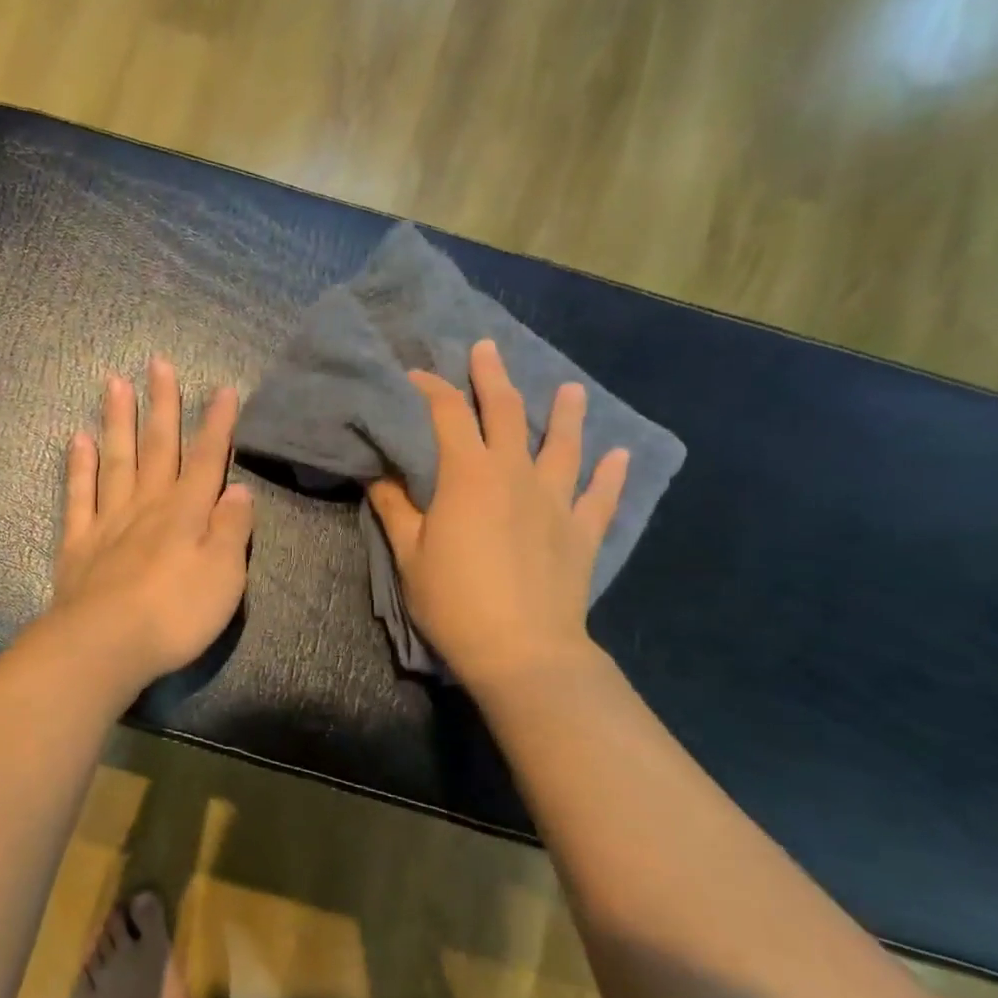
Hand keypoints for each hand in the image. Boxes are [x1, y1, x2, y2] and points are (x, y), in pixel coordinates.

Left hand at [47, 357, 254, 695]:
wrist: (105, 645)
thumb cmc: (175, 615)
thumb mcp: (224, 576)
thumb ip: (231, 529)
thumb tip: (239, 489)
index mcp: (186, 513)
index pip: (207, 459)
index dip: (217, 424)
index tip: (223, 389)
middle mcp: (148, 506)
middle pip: (158, 447)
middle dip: (162, 405)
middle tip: (158, 363)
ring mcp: (109, 521)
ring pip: (116, 460)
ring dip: (118, 421)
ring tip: (115, 382)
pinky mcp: (78, 543)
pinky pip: (78, 496)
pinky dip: (79, 466)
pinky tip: (79, 439)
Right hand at [367, 339, 628, 694]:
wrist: (521, 649)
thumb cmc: (454, 601)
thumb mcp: (409, 554)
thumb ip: (395, 507)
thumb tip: (377, 471)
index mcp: (468, 476)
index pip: (447, 415)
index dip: (430, 389)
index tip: (416, 375)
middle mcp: (515, 474)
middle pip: (506, 413)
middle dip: (493, 378)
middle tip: (487, 348)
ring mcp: (556, 501)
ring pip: (562, 445)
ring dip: (564, 413)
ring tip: (569, 389)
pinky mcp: (582, 532)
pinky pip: (600, 496)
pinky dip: (610, 473)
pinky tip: (619, 454)